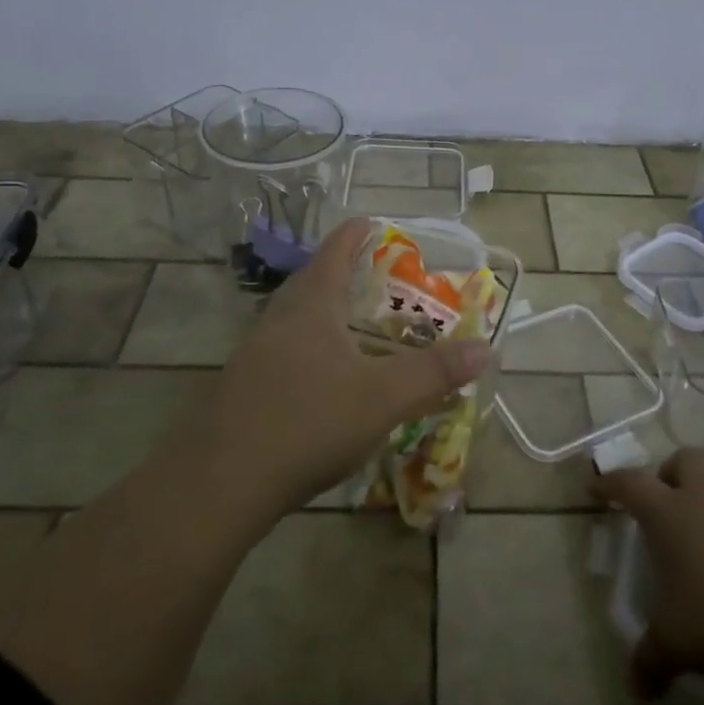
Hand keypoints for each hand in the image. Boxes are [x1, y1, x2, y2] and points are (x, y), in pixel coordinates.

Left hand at [209, 217, 490, 514]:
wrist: (219, 483)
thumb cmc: (308, 423)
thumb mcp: (383, 398)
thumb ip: (434, 372)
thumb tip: (484, 347)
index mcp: (311, 309)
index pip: (334, 254)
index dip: (354, 235)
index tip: (369, 221)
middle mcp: (277, 322)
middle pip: (309, 283)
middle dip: (337, 273)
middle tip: (366, 276)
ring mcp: (251, 356)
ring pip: (291, 321)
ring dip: (320, 315)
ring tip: (348, 327)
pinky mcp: (239, 391)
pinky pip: (279, 355)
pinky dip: (305, 353)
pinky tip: (319, 382)